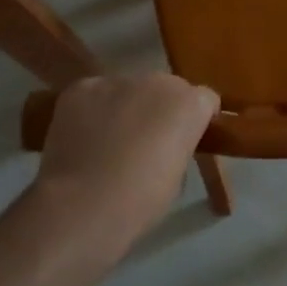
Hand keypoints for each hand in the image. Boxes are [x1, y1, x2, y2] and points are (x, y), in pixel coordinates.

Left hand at [32, 73, 219, 259]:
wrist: (84, 204)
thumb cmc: (141, 201)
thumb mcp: (177, 176)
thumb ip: (178, 147)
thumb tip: (164, 145)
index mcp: (190, 104)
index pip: (205, 100)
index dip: (195, 120)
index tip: (185, 141)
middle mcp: (158, 80)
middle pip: (166, 88)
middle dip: (159, 109)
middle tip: (144, 143)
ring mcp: (117, 80)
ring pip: (127, 89)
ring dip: (124, 108)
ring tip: (107, 142)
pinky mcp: (82, 87)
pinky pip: (94, 94)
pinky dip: (91, 110)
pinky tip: (82, 138)